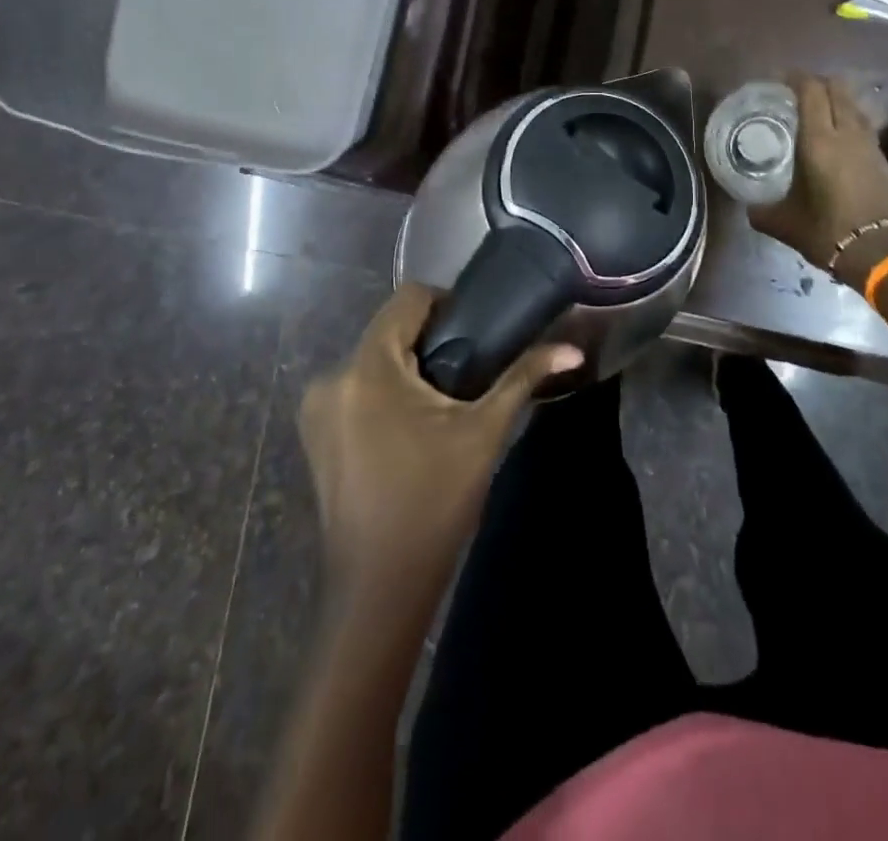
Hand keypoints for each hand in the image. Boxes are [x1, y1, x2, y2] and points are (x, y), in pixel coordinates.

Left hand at [298, 284, 581, 596]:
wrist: (380, 587)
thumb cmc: (434, 502)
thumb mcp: (483, 432)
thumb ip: (523, 377)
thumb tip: (573, 349)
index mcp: (368, 367)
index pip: (407, 299)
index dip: (446, 302)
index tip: (477, 332)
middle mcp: (332, 376)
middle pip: (389, 329)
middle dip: (429, 340)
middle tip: (468, 370)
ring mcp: (317, 407)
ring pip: (372, 358)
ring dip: (407, 367)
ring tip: (442, 401)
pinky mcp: (314, 432)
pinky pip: (355, 386)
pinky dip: (384, 391)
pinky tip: (410, 426)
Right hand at [749, 73, 887, 274]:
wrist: (883, 255)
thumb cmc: (826, 232)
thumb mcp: (783, 223)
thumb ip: (762, 211)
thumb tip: (750, 207)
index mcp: (819, 141)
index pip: (811, 92)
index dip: (797, 78)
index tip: (782, 79)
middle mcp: (848, 135)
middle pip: (839, 90)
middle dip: (820, 83)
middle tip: (801, 92)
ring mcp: (873, 147)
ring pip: (857, 109)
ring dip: (840, 103)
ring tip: (823, 114)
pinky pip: (868, 133)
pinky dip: (853, 129)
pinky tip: (844, 147)